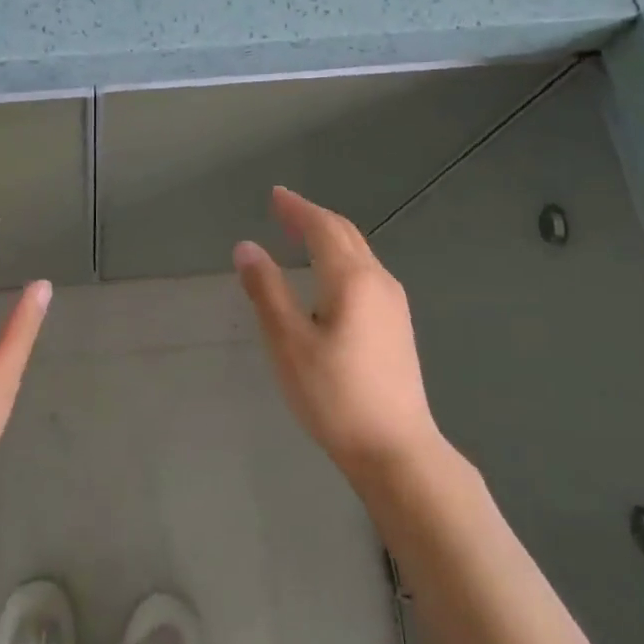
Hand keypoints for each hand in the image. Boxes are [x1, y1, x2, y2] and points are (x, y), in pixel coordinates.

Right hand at [234, 187, 441, 481]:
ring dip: (329, 237)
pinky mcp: (397, 326)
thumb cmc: (334, 395)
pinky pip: (366, 273)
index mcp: (352, 279)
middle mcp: (379, 282)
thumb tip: (246, 247)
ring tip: (300, 236)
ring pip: (359, 254)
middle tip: (282, 210)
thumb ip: (267, 291)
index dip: (297, 209)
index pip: (322, 228)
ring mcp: (394, 304)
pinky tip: (327, 278)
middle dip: (313, 218)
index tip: (275, 195)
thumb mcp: (289, 343)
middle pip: (346, 235)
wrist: (396, 449)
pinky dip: (341, 259)